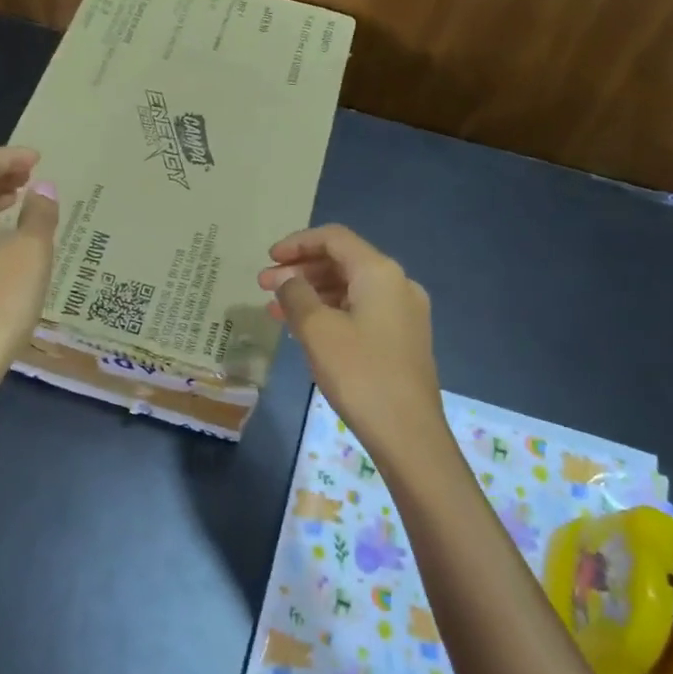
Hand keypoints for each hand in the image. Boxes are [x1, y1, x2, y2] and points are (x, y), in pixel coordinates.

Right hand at [258, 225, 447, 464]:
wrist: (409, 434)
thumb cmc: (360, 374)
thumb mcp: (316, 330)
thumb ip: (296, 295)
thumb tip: (287, 281)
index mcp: (380, 272)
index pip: (334, 238)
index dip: (297, 243)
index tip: (268, 260)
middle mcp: (398, 283)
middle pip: (342, 261)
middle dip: (300, 270)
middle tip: (263, 287)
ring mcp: (404, 312)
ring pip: (350, 288)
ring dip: (312, 292)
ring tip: (277, 311)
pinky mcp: (403, 338)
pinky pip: (361, 309)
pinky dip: (331, 311)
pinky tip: (306, 330)